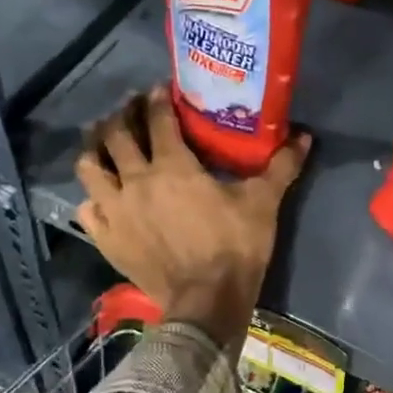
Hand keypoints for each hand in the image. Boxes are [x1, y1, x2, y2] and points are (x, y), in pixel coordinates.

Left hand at [75, 85, 308, 347]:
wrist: (206, 302)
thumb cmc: (235, 247)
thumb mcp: (263, 204)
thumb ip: (281, 167)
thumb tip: (305, 138)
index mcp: (172, 166)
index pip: (158, 120)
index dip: (158, 100)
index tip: (160, 90)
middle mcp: (136, 180)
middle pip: (116, 135)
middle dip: (122, 115)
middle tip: (130, 108)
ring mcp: (115, 211)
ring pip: (90, 166)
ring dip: (95, 148)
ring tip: (104, 141)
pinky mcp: (106, 238)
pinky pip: (87, 208)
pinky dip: (93, 196)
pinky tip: (103, 195)